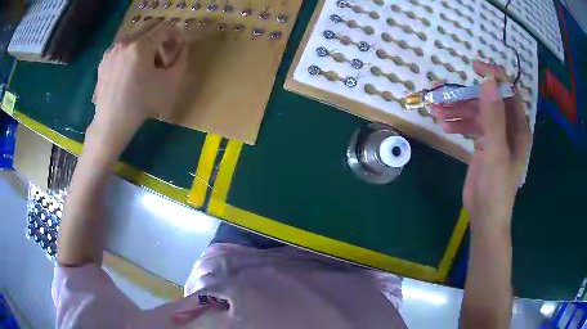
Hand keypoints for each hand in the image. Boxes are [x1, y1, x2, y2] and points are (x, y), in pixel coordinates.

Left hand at [93, 20, 187, 133]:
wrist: (112, 122)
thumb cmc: (141, 104)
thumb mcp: (170, 84)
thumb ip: (181, 59)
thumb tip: (183, 44)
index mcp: (141, 46)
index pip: (166, 26)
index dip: (176, 35)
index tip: (176, 49)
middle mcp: (125, 42)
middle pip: (151, 25)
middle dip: (161, 35)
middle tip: (163, 53)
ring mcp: (113, 49)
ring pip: (137, 33)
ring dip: (147, 42)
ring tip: (146, 63)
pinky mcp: (105, 58)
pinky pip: (124, 45)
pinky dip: (132, 50)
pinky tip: (131, 69)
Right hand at [432, 61, 531, 232]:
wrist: (485, 216)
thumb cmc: (497, 188)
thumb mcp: (496, 152)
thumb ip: (493, 116)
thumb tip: (487, 79)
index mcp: (518, 127)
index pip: (508, 91)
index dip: (494, 76)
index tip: (474, 67)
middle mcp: (508, 127)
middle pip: (487, 101)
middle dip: (466, 96)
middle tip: (443, 94)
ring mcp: (495, 135)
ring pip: (476, 113)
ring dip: (457, 110)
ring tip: (437, 111)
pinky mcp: (483, 144)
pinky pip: (471, 125)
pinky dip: (458, 123)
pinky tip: (444, 125)